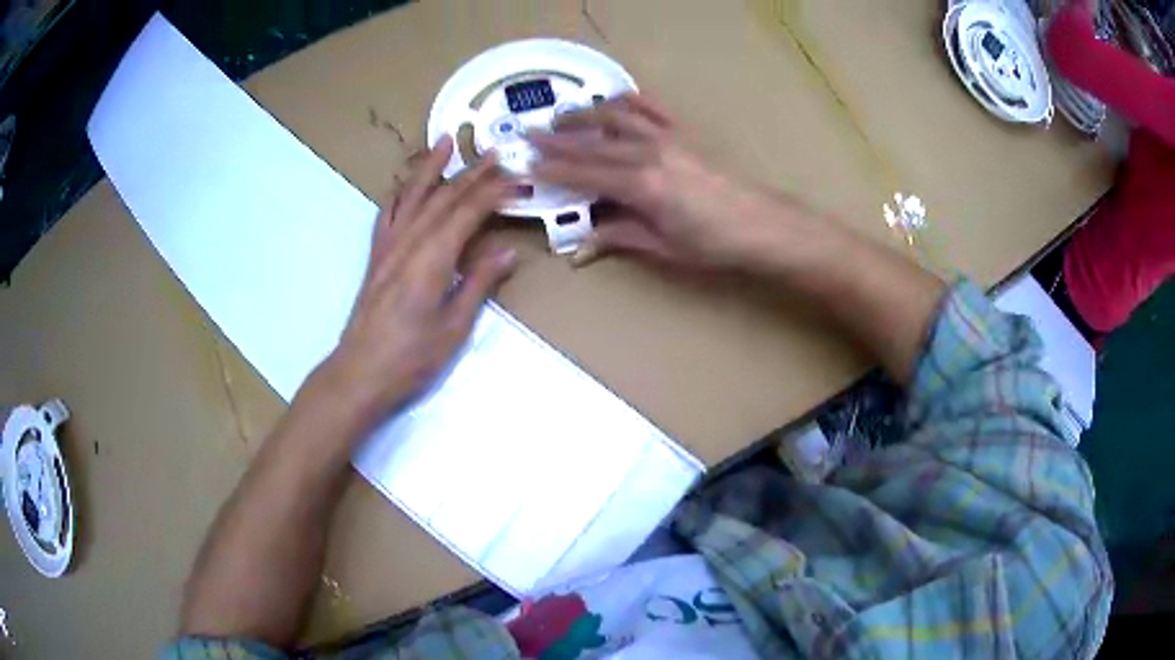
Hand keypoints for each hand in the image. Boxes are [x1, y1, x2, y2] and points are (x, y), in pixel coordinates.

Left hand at [319, 136, 516, 429]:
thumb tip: (507, 251)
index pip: (468, 213)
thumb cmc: (412, 358)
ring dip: (430, 167)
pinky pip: (386, 215)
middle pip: (443, 198)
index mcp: (433, 258)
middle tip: (493, 153)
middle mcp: (409, 242)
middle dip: (471, 173)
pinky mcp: (375, 257)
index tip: (516, 177)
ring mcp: (388, 247)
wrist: (360, 373)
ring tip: (445, 141)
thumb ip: (479, 283)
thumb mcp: (455, 326)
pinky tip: (404, 185)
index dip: (493, 193)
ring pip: (412, 196)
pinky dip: (398, 194)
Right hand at [529, 94, 794, 270]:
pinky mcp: (684, 134)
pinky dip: (629, 101)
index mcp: (640, 186)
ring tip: (560, 116)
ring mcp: (667, 138)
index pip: (583, 174)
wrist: (761, 224)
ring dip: (584, 115)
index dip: (552, 170)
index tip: (525, 165)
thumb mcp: (663, 247)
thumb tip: (579, 251)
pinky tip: (614, 99)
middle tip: (527, 135)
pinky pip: (651, 109)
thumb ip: (619, 238)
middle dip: (556, 140)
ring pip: (616, 118)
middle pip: (592, 144)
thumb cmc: (713, 243)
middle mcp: (647, 153)